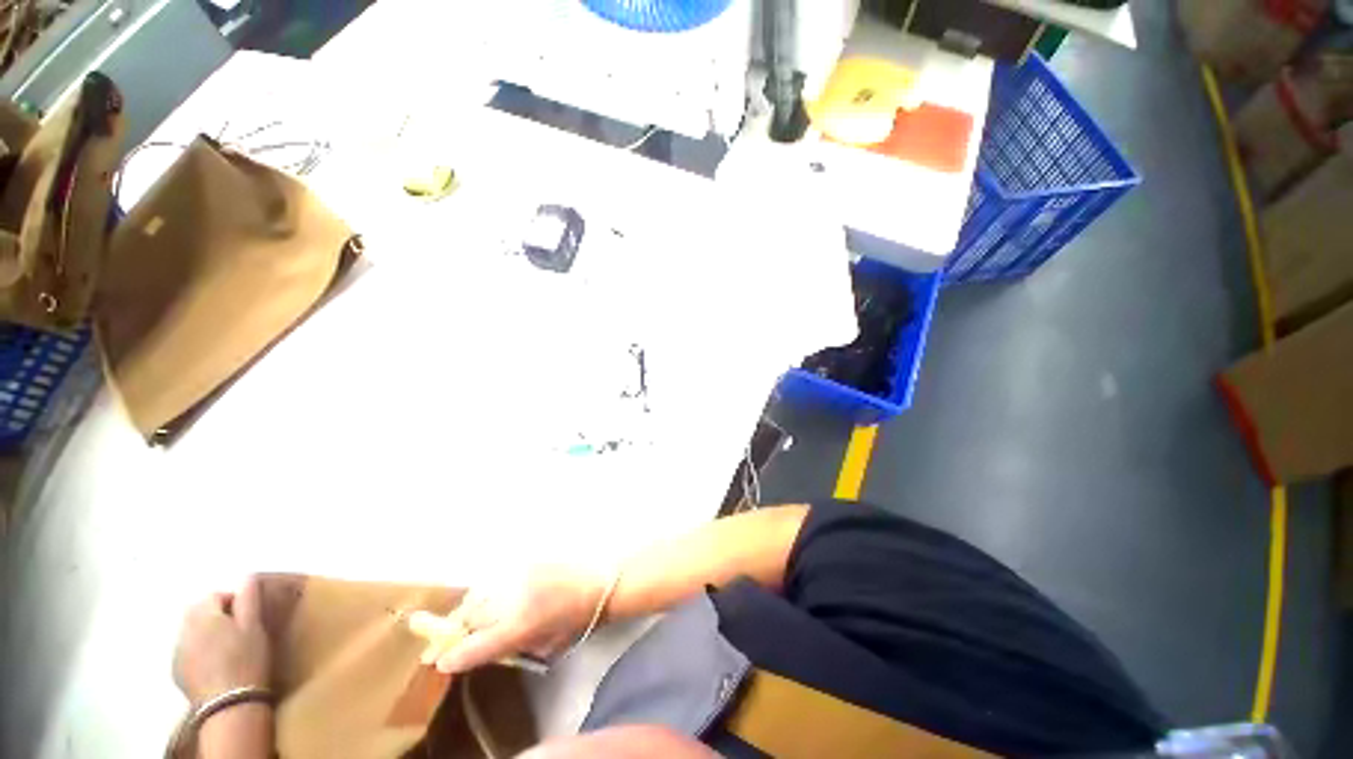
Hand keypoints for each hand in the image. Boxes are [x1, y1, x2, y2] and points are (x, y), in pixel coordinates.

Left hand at [173, 577, 270, 703]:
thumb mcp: (254, 625)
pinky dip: (199, 651)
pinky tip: (214, 664)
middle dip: (215, 615)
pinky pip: (186, 651)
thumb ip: (249, 598)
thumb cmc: (246, 658)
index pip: (214, 595)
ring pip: (190, 632)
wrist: (230, 703)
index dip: (232, 600)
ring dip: (205, 632)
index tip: (248, 615)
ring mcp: (177, 652)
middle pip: (196, 611)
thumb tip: (247, 576)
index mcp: (204, 614)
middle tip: (237, 629)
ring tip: (226, 647)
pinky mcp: (177, 671)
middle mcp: (184, 629)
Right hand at [408, 566, 608, 674]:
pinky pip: (499, 576)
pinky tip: (497, 593)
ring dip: (472, 606)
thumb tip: (489, 648)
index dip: (454, 656)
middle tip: (445, 639)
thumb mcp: (548, 644)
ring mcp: (520, 573)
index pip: (474, 646)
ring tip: (468, 615)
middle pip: (471, 614)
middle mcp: (514, 597)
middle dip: (457, 628)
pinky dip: (491, 588)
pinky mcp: (528, 558)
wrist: (605, 577)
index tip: (439, 661)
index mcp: (520, 625)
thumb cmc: (582, 617)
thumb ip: (514, 648)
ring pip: (481, 592)